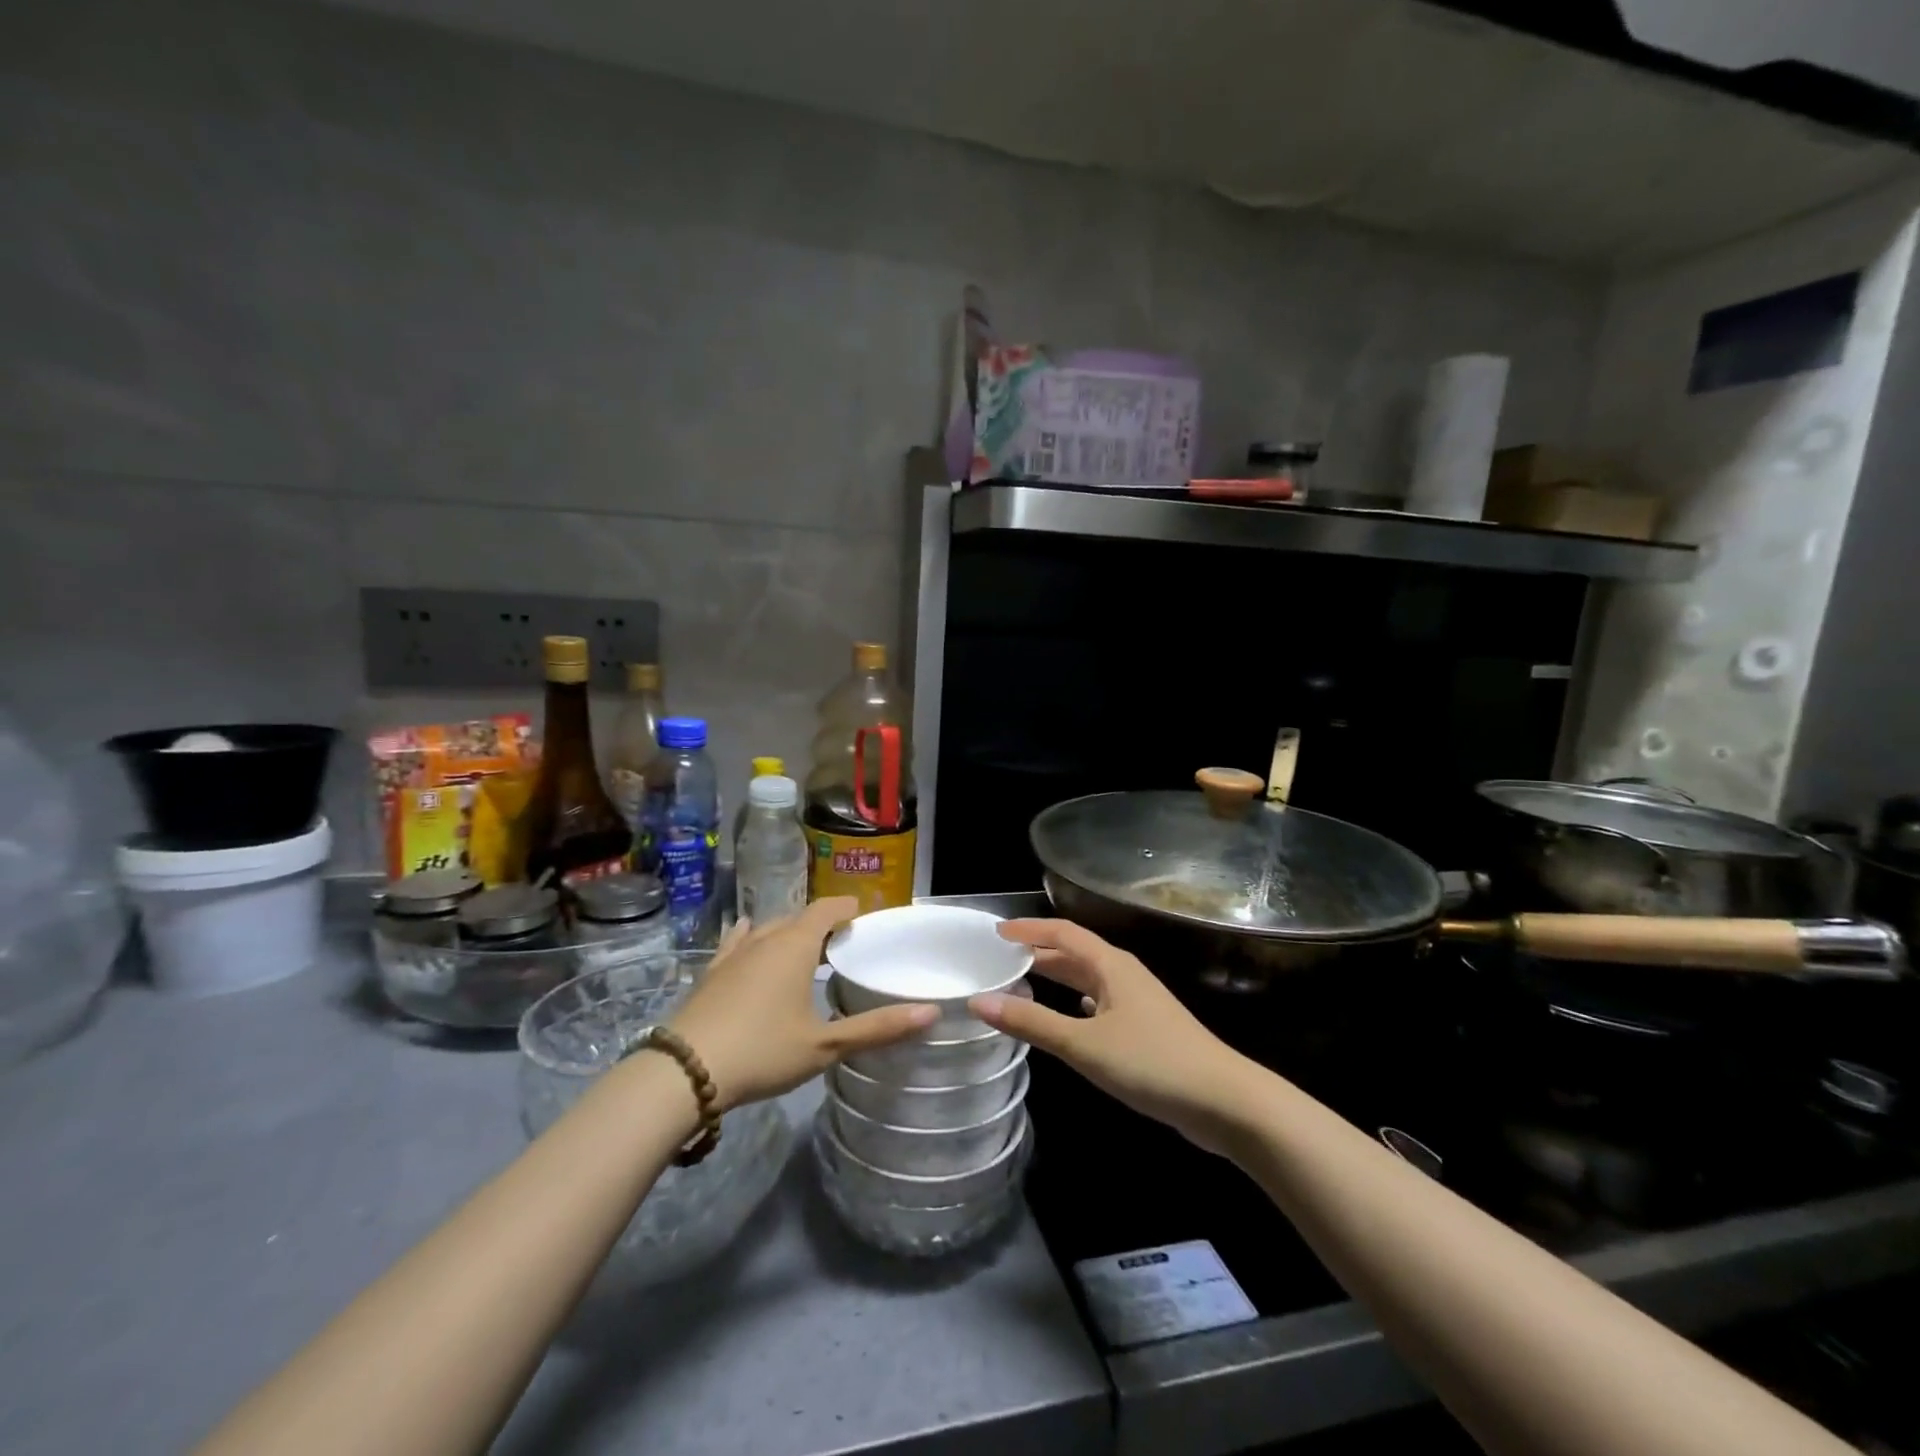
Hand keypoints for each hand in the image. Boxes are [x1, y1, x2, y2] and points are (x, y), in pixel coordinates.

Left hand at [669, 898, 938, 1112]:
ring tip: (805, 949)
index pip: (828, 908)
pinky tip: (748, 935)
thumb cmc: (762, 1050)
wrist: (684, 1071)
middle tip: (844, 944)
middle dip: (823, 923)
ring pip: (769, 928)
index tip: (866, 919)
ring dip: (790, 932)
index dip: (849, 909)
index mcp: (796, 945)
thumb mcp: (825, 1045)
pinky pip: (737, 941)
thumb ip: (878, 1028)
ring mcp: (734, 953)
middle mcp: (766, 938)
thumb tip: (931, 1013)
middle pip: (800, 916)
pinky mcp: (712, 971)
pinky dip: (751, 937)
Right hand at [968, 919, 1257, 1153]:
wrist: (1224, 1101)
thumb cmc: (1151, 1063)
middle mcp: (1123, 974)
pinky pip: (1100, 1001)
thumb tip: (979, 1001)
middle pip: (1074, 952)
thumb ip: (1032, 1023)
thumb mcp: (1084, 1044)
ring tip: (1021, 982)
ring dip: (1056, 976)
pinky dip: (1076, 1001)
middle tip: (999, 958)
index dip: (1028, 929)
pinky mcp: (1145, 1027)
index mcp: (1110, 965)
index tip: (995, 933)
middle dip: (1038, 952)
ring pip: (1087, 978)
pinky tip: (1069, 1014)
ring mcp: (1137, 1001)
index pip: (1063, 932)